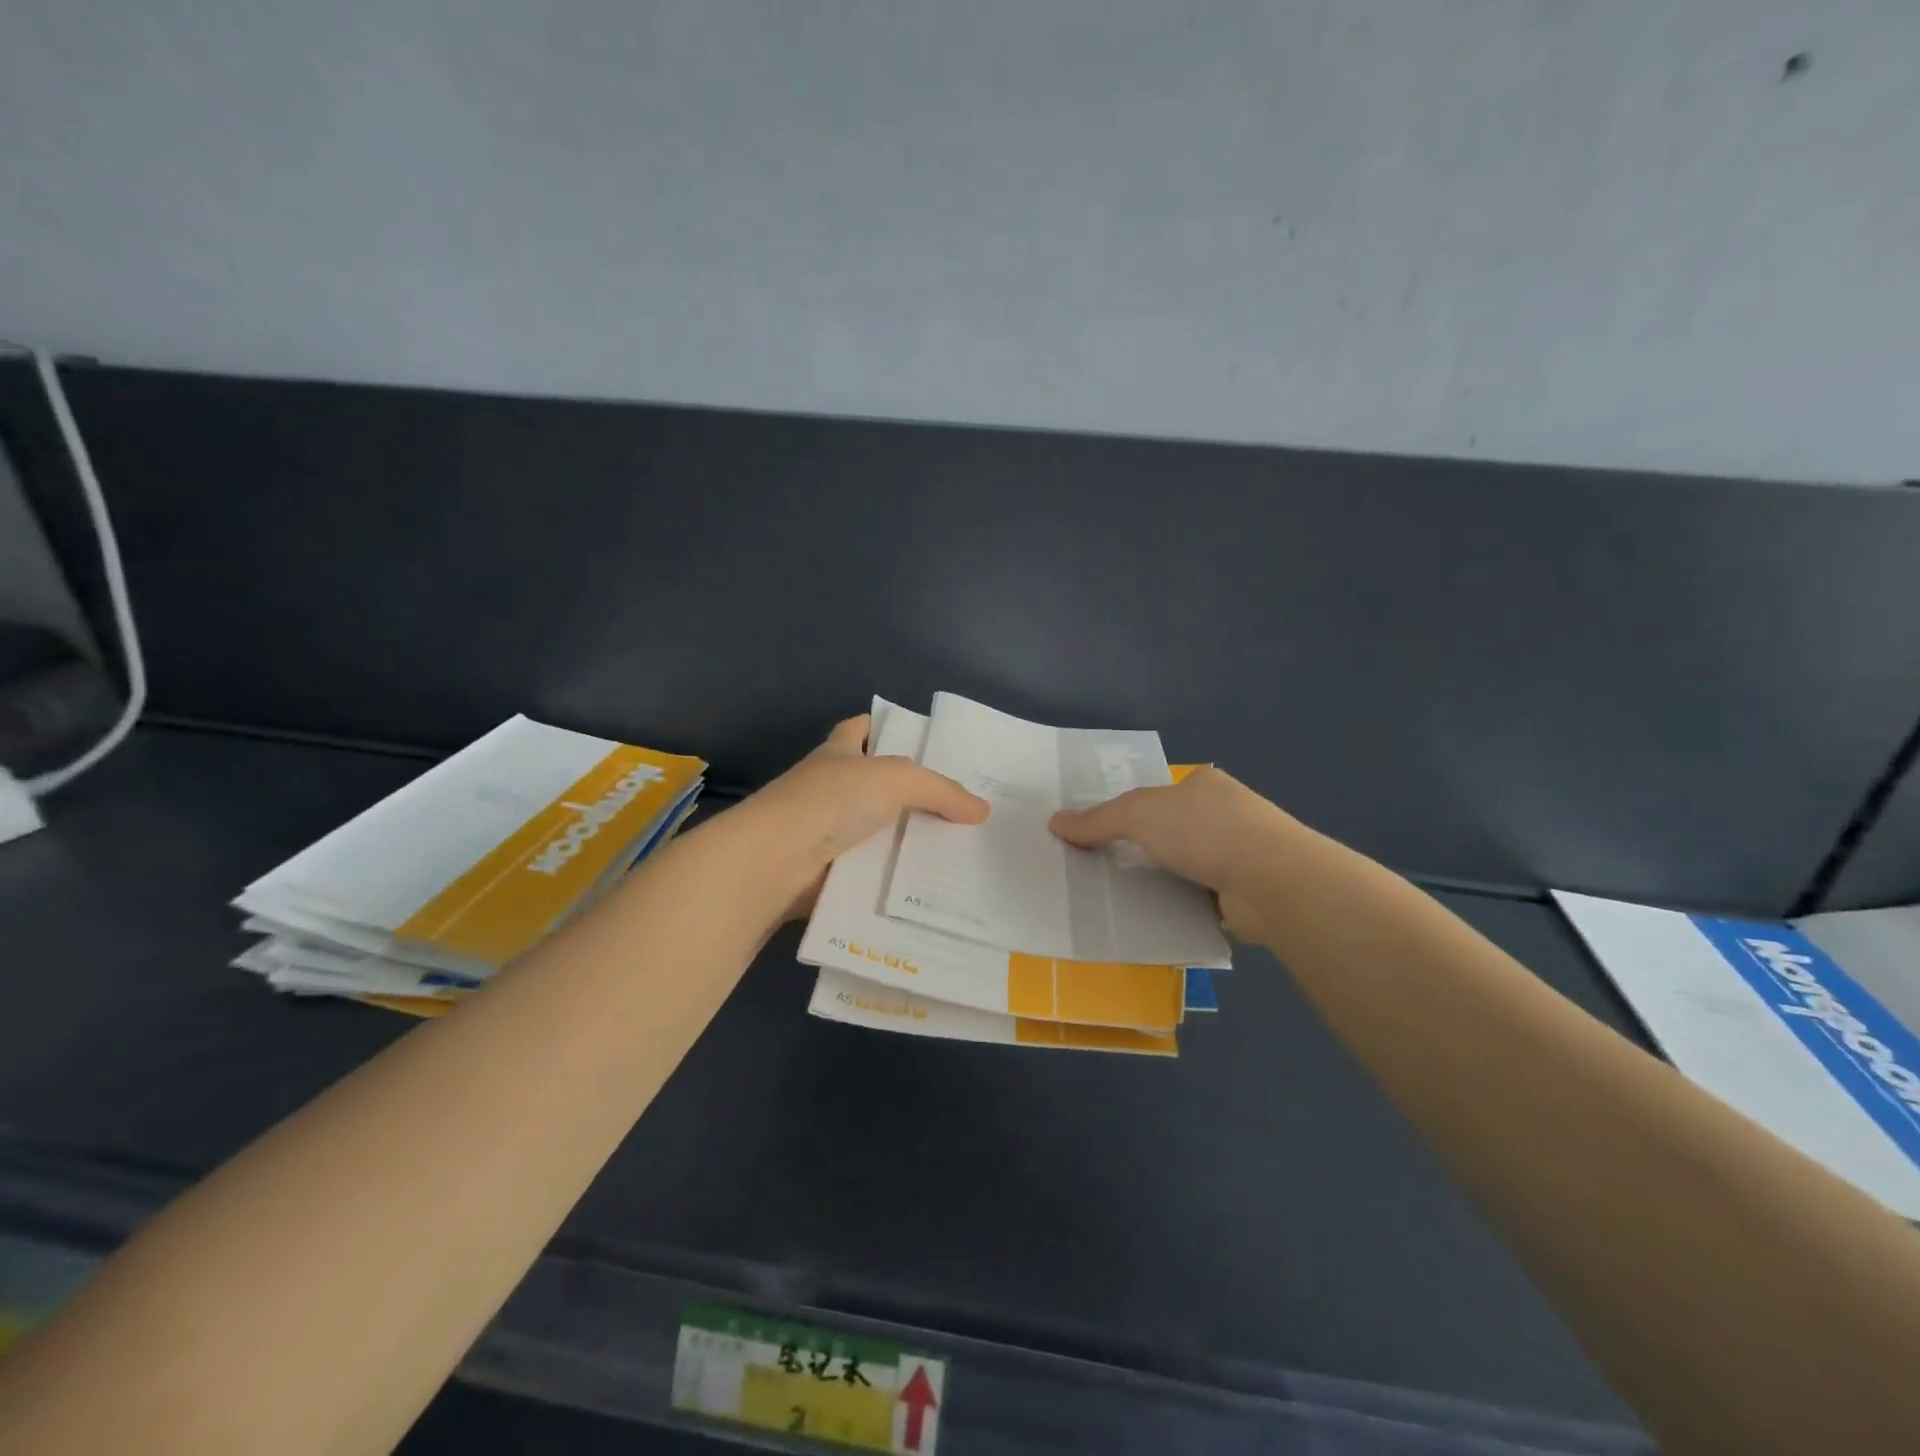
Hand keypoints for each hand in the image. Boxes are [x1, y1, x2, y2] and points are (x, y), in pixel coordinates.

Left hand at [731, 714, 988, 918]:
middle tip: (964, 808)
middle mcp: (830, 789)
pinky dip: (896, 882)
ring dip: (908, 843)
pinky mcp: (829, 874)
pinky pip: (872, 874)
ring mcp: (827, 833)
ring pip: (878, 833)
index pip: (860, 729)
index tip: (925, 742)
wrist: (775, 863)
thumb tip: (982, 809)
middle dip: (913, 794)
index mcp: (837, 754)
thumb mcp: (895, 780)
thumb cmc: (830, 801)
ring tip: (962, 853)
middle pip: (876, 785)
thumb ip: (940, 791)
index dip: (886, 727)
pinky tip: (933, 891)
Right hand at [1048, 768, 1291, 939]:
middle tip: (1102, 870)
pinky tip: (1154, 921)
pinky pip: (1200, 901)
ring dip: (1161, 883)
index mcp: (1205, 787)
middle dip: (1143, 850)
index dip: (1129, 812)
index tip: (1100, 836)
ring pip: (1185, 868)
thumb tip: (1055, 823)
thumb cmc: (1204, 831)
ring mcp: (1241, 856)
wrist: (1272, 881)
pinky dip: (1180, 909)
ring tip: (1119, 900)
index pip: (1159, 795)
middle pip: (1171, 832)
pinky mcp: (1247, 896)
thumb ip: (1098, 820)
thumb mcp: (1139, 815)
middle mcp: (1226, 816)